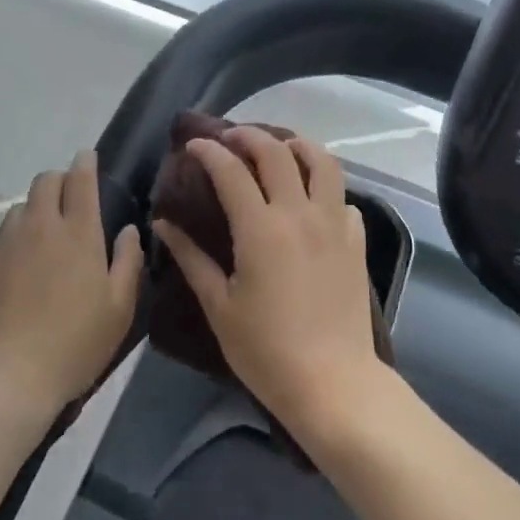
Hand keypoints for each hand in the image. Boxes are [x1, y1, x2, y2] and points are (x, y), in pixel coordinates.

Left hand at [0, 149, 143, 413]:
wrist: (5, 379)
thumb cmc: (74, 343)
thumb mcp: (119, 307)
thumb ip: (127, 261)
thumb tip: (129, 230)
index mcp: (78, 232)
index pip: (80, 179)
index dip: (85, 162)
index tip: (87, 156)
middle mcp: (39, 227)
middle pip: (44, 182)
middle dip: (58, 180)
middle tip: (69, 198)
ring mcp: (4, 246)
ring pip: (18, 210)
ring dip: (34, 213)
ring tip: (43, 239)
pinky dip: (13, 248)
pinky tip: (18, 279)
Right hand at [155, 128, 384, 436]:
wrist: (333, 383)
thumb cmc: (266, 350)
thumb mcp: (219, 306)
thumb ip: (191, 258)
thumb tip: (163, 224)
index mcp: (261, 228)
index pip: (231, 171)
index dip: (209, 151)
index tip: (193, 145)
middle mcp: (299, 214)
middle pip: (277, 152)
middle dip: (249, 136)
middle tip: (230, 139)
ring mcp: (333, 224)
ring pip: (322, 162)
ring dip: (298, 146)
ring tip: (280, 149)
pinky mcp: (355, 241)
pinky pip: (343, 198)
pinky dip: (325, 187)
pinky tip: (312, 200)